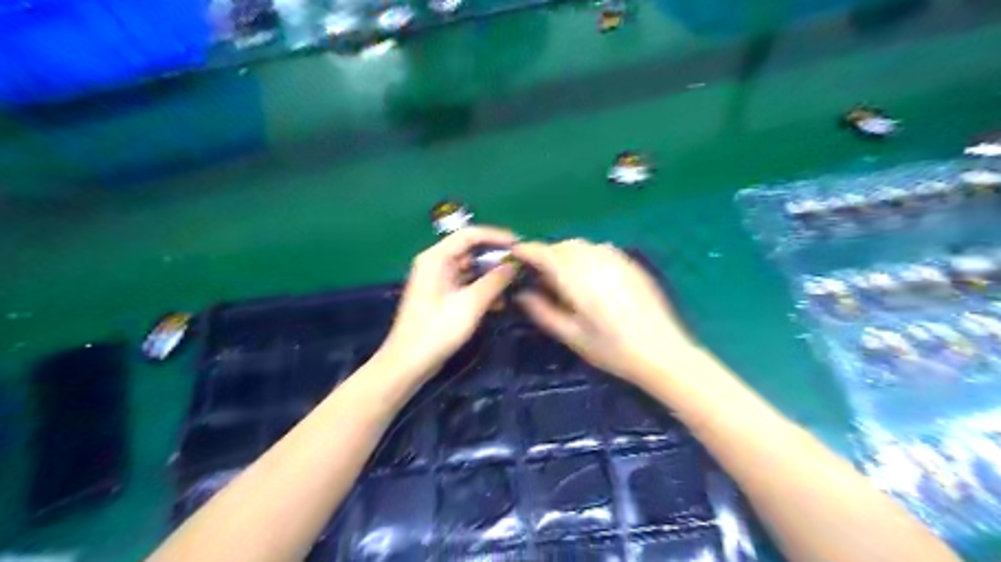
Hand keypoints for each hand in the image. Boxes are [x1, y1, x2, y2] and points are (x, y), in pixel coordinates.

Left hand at [382, 225, 515, 378]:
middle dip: (496, 258)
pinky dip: (482, 290)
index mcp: (436, 258)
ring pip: (471, 270)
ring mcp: (439, 281)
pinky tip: (499, 303)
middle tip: (521, 266)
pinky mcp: (443, 297)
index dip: (495, 236)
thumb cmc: (437, 330)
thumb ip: (495, 281)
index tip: (519, 245)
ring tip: (514, 284)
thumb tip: (515, 264)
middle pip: (470, 251)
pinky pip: (467, 285)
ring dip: (491, 276)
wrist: (409, 363)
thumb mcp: (470, 304)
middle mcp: (436, 264)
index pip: (469, 235)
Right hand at [508, 239, 696, 383]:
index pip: (545, 254)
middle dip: (547, 253)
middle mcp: (595, 261)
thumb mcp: (571, 335)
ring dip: (566, 253)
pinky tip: (589, 275)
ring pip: (582, 245)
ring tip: (563, 275)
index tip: (515, 253)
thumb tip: (522, 294)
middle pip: (563, 246)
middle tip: (538, 273)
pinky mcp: (631, 263)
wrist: (661, 352)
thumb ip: (543, 311)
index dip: (527, 250)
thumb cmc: (612, 350)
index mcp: (577, 278)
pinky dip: (586, 254)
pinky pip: (600, 249)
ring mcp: (616, 259)